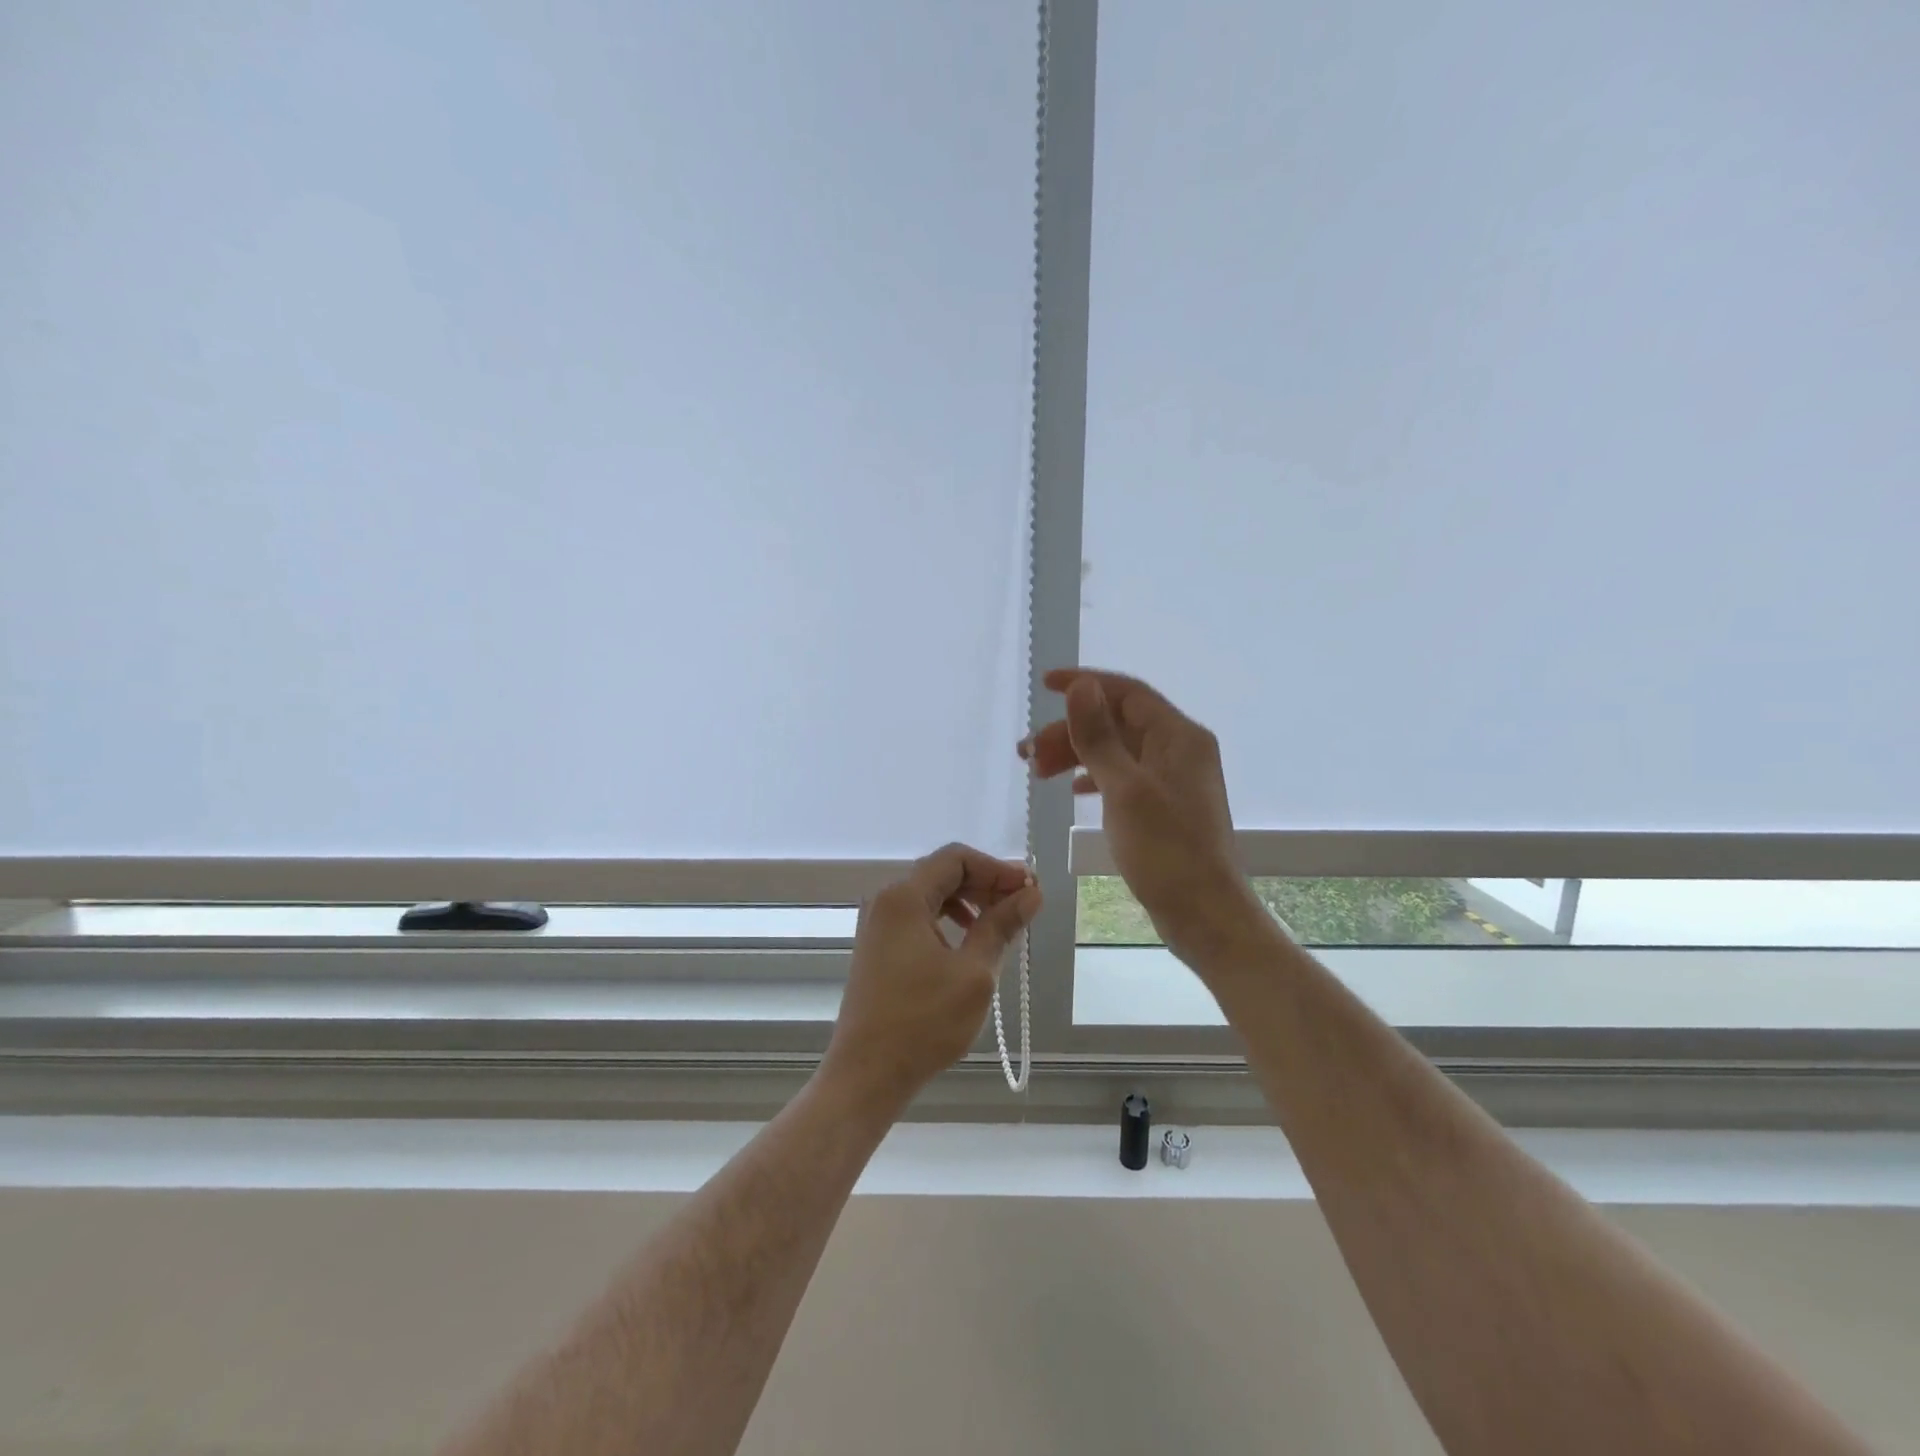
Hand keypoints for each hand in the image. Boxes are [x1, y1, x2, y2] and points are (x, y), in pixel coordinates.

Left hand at [823, 843, 1042, 1109]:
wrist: (867, 1074)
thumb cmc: (923, 1022)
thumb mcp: (974, 973)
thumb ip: (1001, 926)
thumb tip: (1031, 893)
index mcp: (904, 897)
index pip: (955, 858)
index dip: (996, 868)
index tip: (1028, 889)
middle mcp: (885, 901)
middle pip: (941, 873)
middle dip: (984, 884)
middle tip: (1021, 905)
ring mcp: (877, 925)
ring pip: (930, 896)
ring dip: (968, 902)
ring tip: (999, 925)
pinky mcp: (877, 949)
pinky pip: (917, 918)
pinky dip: (947, 921)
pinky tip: (967, 945)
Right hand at [1024, 668, 1263, 964]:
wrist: (1204, 914)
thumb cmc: (1166, 850)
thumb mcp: (1124, 789)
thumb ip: (1099, 736)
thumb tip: (1080, 686)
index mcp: (1178, 736)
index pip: (1127, 692)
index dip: (1085, 684)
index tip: (1043, 686)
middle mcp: (1179, 749)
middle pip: (1118, 722)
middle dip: (1071, 730)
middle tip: (1027, 752)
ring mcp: (1173, 779)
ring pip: (1117, 751)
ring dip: (1077, 754)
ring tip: (1037, 771)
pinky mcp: (1165, 806)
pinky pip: (1123, 776)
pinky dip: (1094, 777)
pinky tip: (1071, 789)